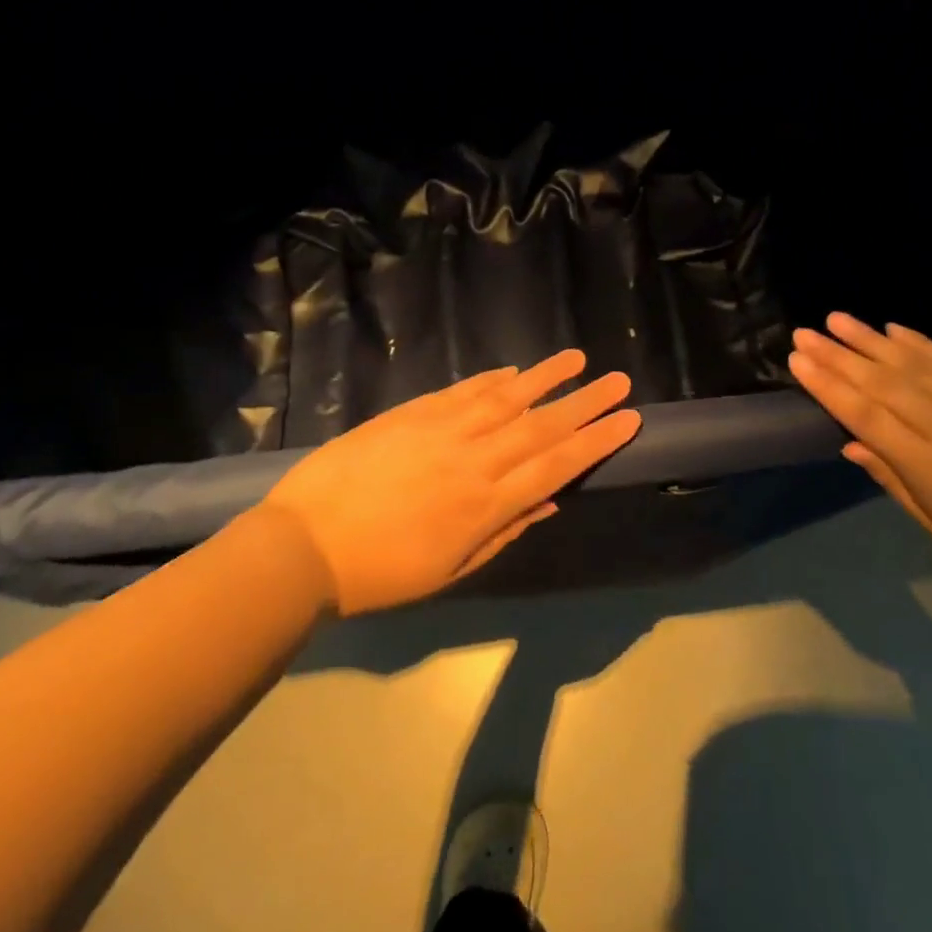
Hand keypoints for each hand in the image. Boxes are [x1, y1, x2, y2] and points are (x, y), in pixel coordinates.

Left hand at [258, 351, 640, 614]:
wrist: (303, 545)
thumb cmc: (379, 573)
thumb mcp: (449, 570)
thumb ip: (503, 533)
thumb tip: (548, 502)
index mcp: (485, 506)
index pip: (556, 466)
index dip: (595, 441)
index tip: (628, 419)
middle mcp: (474, 460)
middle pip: (541, 427)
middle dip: (585, 403)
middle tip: (619, 381)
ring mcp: (442, 430)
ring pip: (506, 398)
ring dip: (545, 377)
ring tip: (577, 358)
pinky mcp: (412, 413)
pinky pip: (463, 391)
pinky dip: (492, 379)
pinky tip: (513, 371)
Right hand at [788, 314, 931, 588]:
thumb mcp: (930, 521)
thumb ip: (888, 476)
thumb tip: (849, 442)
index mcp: (927, 463)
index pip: (864, 415)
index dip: (828, 386)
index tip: (798, 361)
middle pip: (882, 382)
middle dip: (838, 355)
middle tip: (804, 333)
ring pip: (913, 362)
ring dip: (871, 339)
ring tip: (837, 319)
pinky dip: (920, 342)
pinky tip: (892, 328)